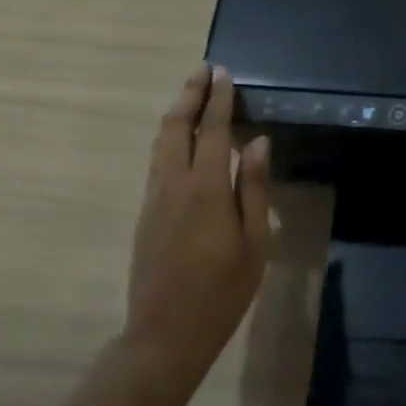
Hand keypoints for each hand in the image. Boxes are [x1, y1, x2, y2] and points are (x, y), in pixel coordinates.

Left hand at [124, 65, 274, 389]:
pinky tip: (183, 140)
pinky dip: (170, 138)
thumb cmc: (222, 291)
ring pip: (160, 143)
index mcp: (206, 190)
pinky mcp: (146, 214)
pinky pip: (157, 161)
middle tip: (203, 71)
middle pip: (176, 127)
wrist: (164, 335)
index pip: (213, 132)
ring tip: (192, 95)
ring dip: (177, 114)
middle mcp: (174, 185)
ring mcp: (154, 199)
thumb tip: (259, 143)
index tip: (223, 73)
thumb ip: (254, 189)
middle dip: (189, 96)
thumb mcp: (254, 242)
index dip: (219, 100)